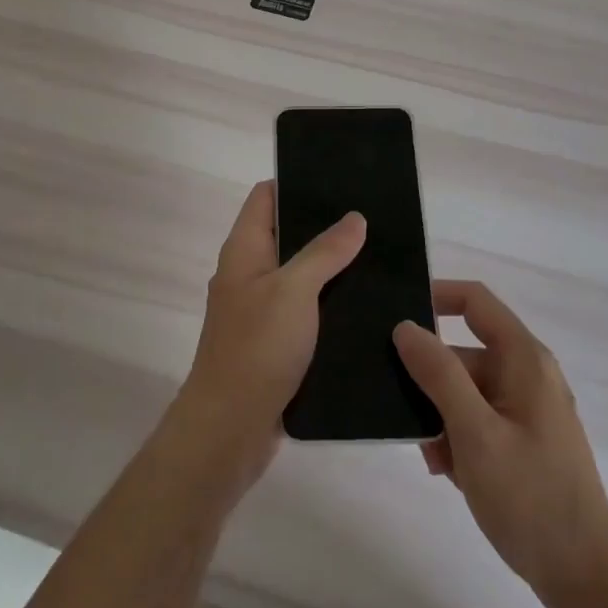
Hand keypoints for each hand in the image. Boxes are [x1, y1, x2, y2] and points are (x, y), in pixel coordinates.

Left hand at [173, 181, 365, 488]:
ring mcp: (259, 309)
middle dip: (324, 225)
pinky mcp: (274, 342)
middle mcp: (248, 273)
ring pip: (298, 274)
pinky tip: (364, 305)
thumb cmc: (257, 348)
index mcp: (244, 249)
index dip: (296, 181)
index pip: (266, 196)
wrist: (229, 429)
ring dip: (330, 267)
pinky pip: (304, 310)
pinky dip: (328, 303)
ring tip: (378, 256)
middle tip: (371, 218)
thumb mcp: (294, 291)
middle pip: (285, 233)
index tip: (339, 178)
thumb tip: (354, 217)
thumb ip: (324, 252)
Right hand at [393, 281, 607, 607]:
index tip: (393, 316)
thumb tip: (405, 326)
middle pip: (464, 352)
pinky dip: (458, 438)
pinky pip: (479, 420)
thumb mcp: (475, 432)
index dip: (435, 296)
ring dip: (440, 416)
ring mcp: (527, 409)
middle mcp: (527, 374)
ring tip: (430, 457)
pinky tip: (447, 472)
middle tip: (398, 409)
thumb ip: (438, 374)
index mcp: (523, 359)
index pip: (474, 301)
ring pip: (466, 391)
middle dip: (429, 379)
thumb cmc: (530, 497)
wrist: (586, 580)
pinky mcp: (524, 441)